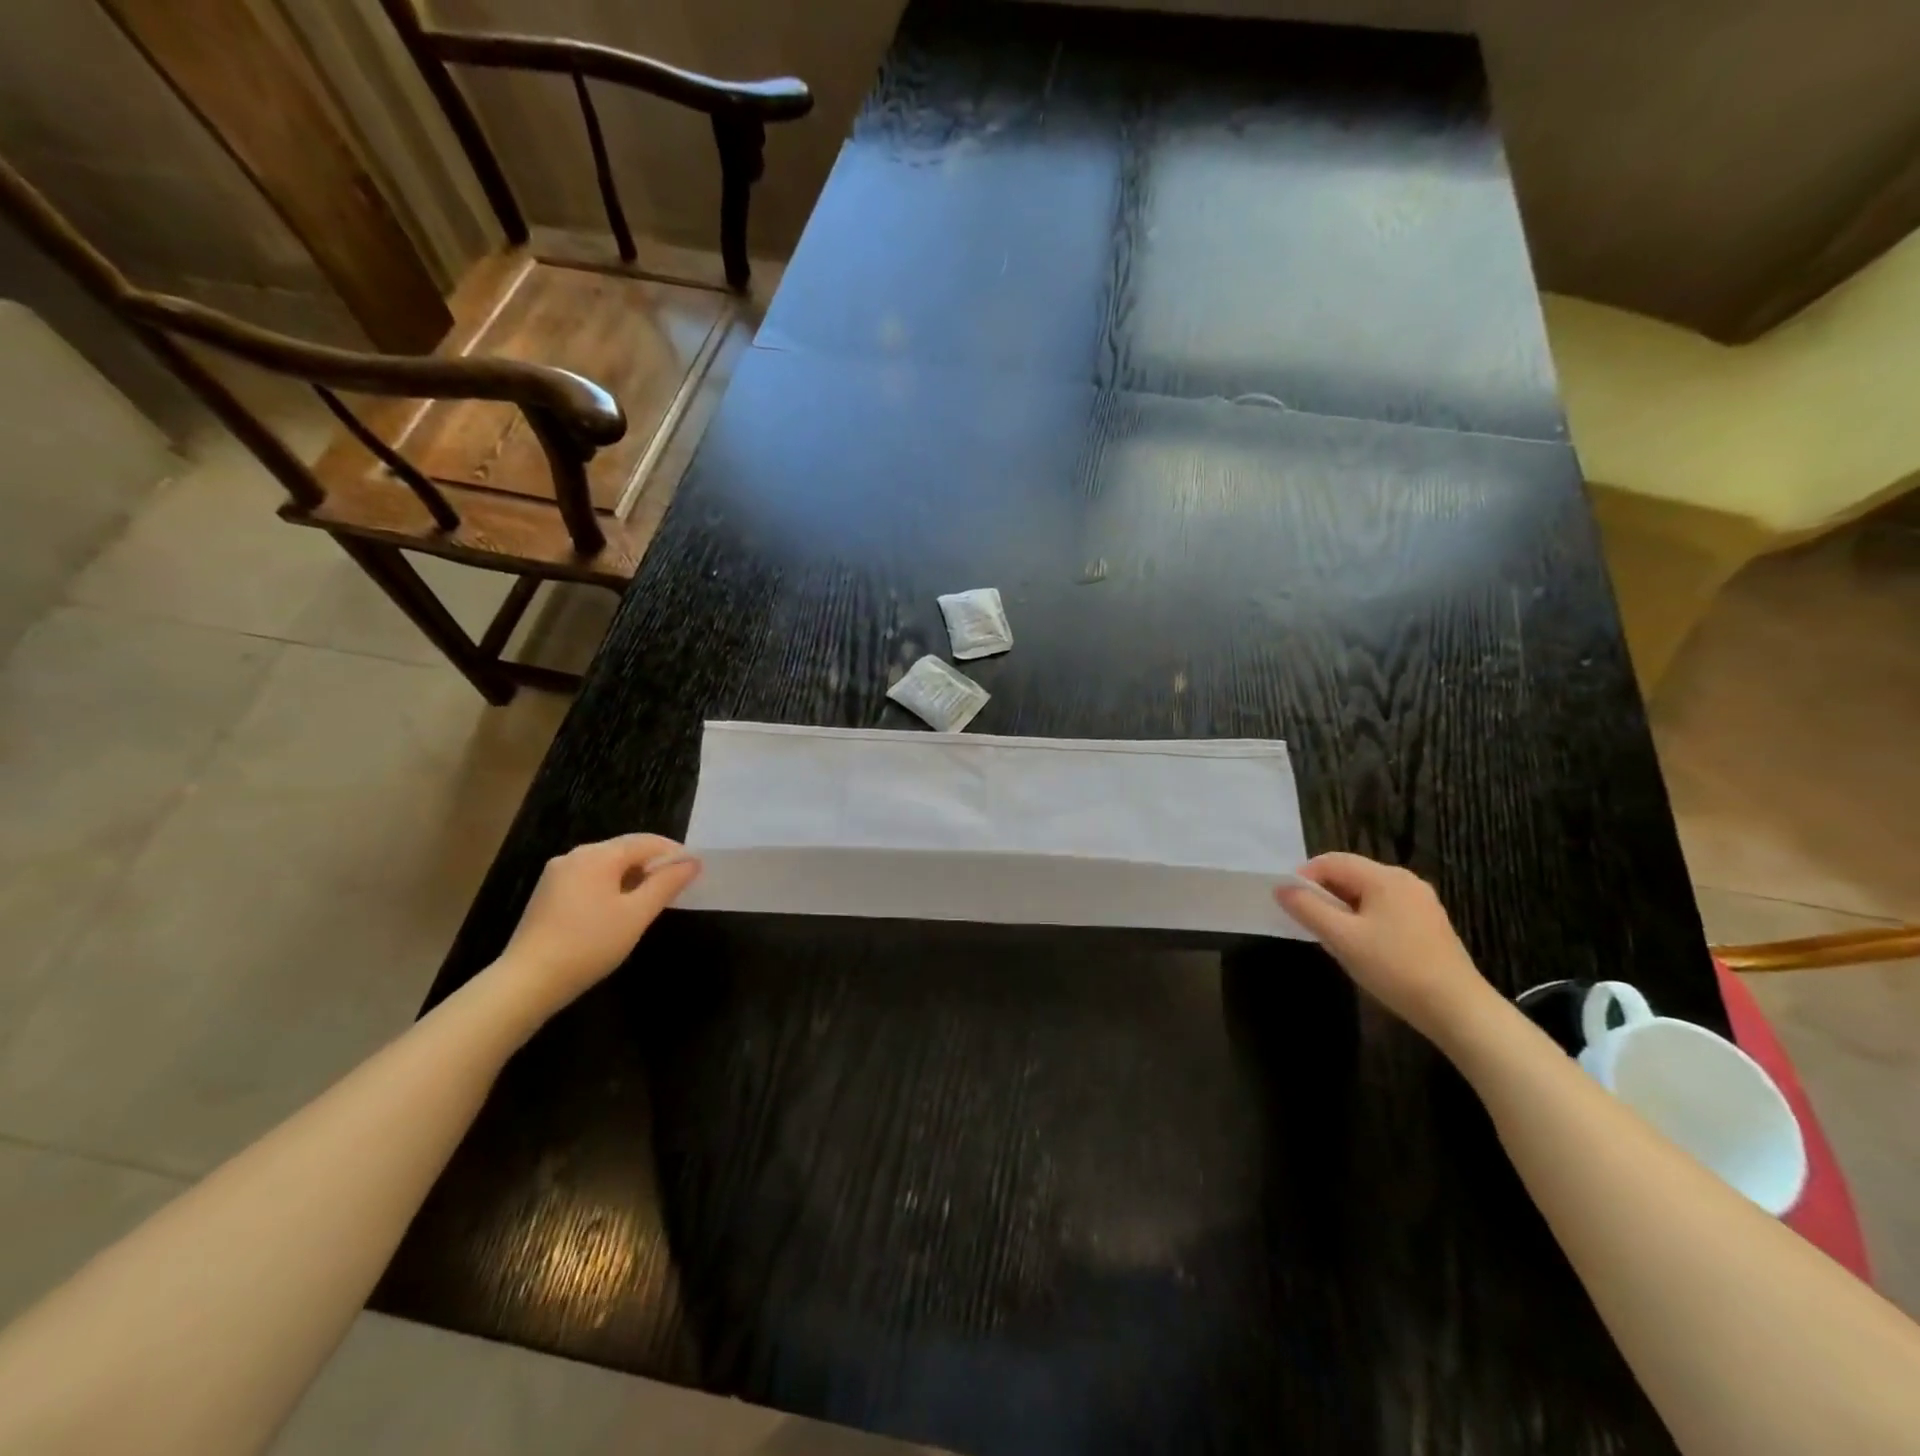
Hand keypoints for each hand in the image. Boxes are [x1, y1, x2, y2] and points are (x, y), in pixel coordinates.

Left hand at [497, 833, 701, 1009]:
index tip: (695, 870)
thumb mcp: (637, 914)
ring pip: (606, 865)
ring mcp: (557, 874)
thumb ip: (667, 884)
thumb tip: (692, 862)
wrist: (527, 981)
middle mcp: (575, 855)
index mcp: (597, 855)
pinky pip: (589, 878)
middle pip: (625, 850)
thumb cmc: (589, 944)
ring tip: (652, 899)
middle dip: (653, 864)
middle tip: (678, 885)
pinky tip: (619, 909)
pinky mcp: (548, 893)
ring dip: (633, 876)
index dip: (674, 852)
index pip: (646, 841)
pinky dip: (611, 886)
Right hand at [1275, 852, 1499, 1044]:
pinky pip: (1384, 908)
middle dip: (1323, 893)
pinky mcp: (1428, 923)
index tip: (1290, 904)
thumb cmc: (1395, 968)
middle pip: (1350, 874)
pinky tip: (1362, 946)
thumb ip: (1308, 909)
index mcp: (1385, 877)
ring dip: (1342, 907)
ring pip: (1367, 893)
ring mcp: (1420, 902)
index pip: (1332, 861)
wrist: (1458, 1010)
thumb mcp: (1342, 938)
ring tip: (1332, 936)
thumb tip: (1281, 888)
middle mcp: (1405, 880)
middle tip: (1308, 922)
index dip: (1304, 877)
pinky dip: (1364, 918)